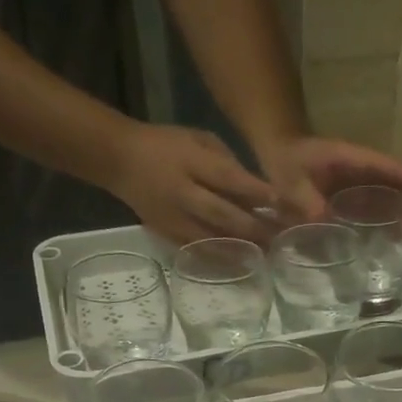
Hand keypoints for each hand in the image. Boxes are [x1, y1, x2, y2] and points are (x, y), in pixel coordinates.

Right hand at [109, 123, 278, 242]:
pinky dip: (220, 257)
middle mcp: (183, 192)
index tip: (281, 203)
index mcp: (191, 162)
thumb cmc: (166, 145)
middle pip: (223, 214)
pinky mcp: (167, 234)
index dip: (255, 192)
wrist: (120, 160)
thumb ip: (227, 162)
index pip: (228, 178)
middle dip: (254, 227)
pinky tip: (240, 262)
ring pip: (212, 237)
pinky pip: (197, 249)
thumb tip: (257, 190)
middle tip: (281, 238)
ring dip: (241, 247)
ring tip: (267, 253)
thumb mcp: (198, 139)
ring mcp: (174, 217)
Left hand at [259, 135, 401, 235]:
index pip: (381, 165)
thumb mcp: (292, 183)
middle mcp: (363, 170)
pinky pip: (381, 207)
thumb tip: (326, 223)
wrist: (281, 157)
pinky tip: (401, 241)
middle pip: (397, 181)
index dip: (401, 173)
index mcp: (350, 159)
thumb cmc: (287, 164)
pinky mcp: (358, 196)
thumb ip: (308, 202)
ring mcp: (363, 183)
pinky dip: (394, 221)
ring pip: (394, 196)